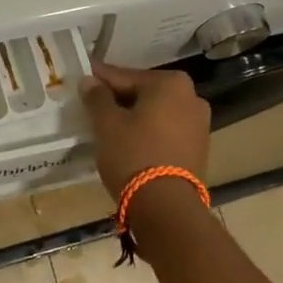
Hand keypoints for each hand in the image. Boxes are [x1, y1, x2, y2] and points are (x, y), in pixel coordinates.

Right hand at [79, 61, 210, 198]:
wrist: (166, 206)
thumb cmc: (133, 155)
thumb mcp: (107, 124)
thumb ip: (97, 98)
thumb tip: (90, 80)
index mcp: (171, 83)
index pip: (125, 76)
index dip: (100, 80)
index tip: (83, 78)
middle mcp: (192, 97)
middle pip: (144, 93)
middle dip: (119, 99)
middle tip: (92, 105)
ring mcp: (199, 124)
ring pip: (156, 113)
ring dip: (134, 117)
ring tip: (109, 127)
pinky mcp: (199, 149)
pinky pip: (166, 132)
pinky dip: (148, 133)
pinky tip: (130, 143)